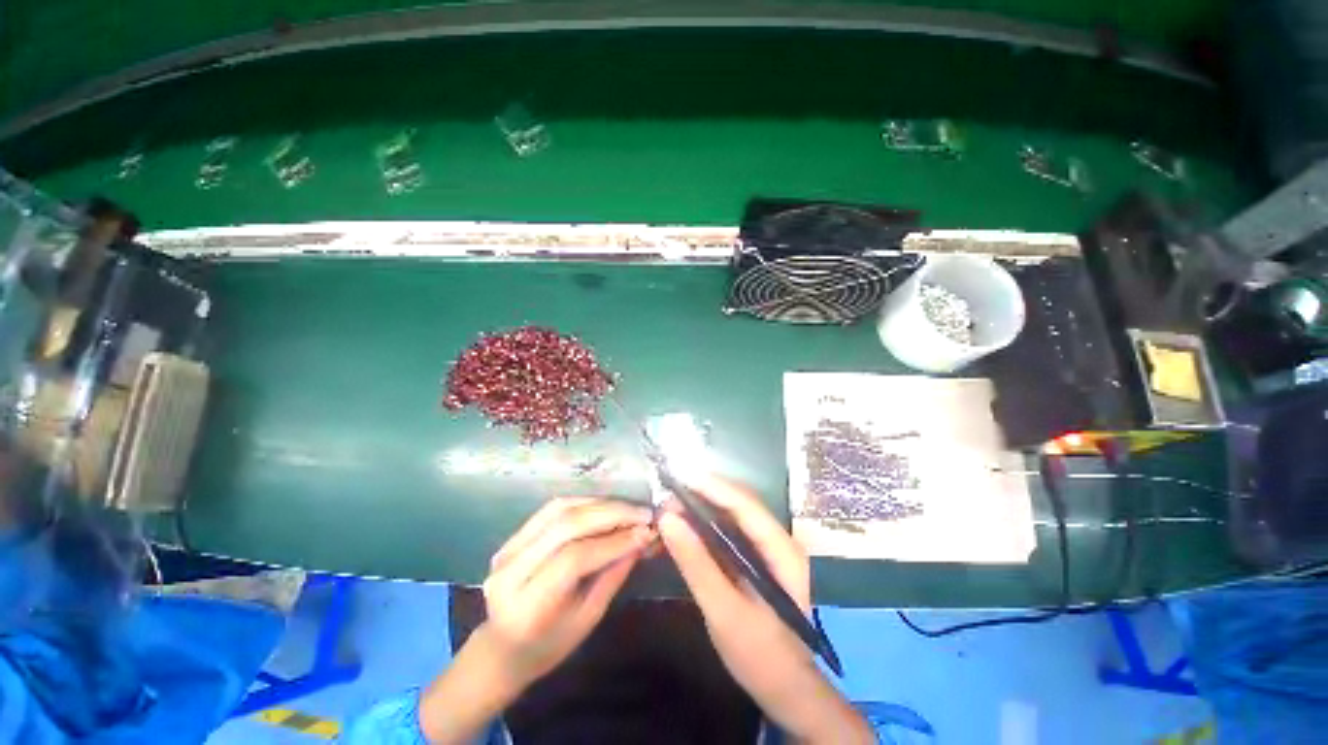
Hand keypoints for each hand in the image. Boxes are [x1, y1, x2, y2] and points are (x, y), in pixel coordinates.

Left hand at [481, 497, 654, 686]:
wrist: (502, 648)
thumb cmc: (549, 646)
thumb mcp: (587, 619)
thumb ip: (613, 575)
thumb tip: (642, 539)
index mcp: (528, 605)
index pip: (575, 559)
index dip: (614, 541)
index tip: (646, 531)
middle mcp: (511, 571)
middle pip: (567, 526)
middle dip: (611, 514)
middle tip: (643, 513)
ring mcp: (507, 549)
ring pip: (560, 510)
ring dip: (600, 504)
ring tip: (628, 507)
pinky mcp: (512, 537)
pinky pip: (551, 509)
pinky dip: (583, 502)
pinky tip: (605, 506)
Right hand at [657, 474, 872, 743]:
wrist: (786, 691)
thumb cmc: (760, 656)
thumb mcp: (724, 612)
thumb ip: (696, 564)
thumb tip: (667, 518)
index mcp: (783, 551)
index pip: (746, 505)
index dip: (713, 486)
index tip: (680, 475)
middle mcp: (779, 541)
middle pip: (741, 504)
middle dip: (706, 493)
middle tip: (670, 490)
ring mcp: (769, 550)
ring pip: (734, 515)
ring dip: (704, 505)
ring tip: (673, 502)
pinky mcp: (756, 560)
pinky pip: (731, 532)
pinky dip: (707, 525)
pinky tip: (687, 525)